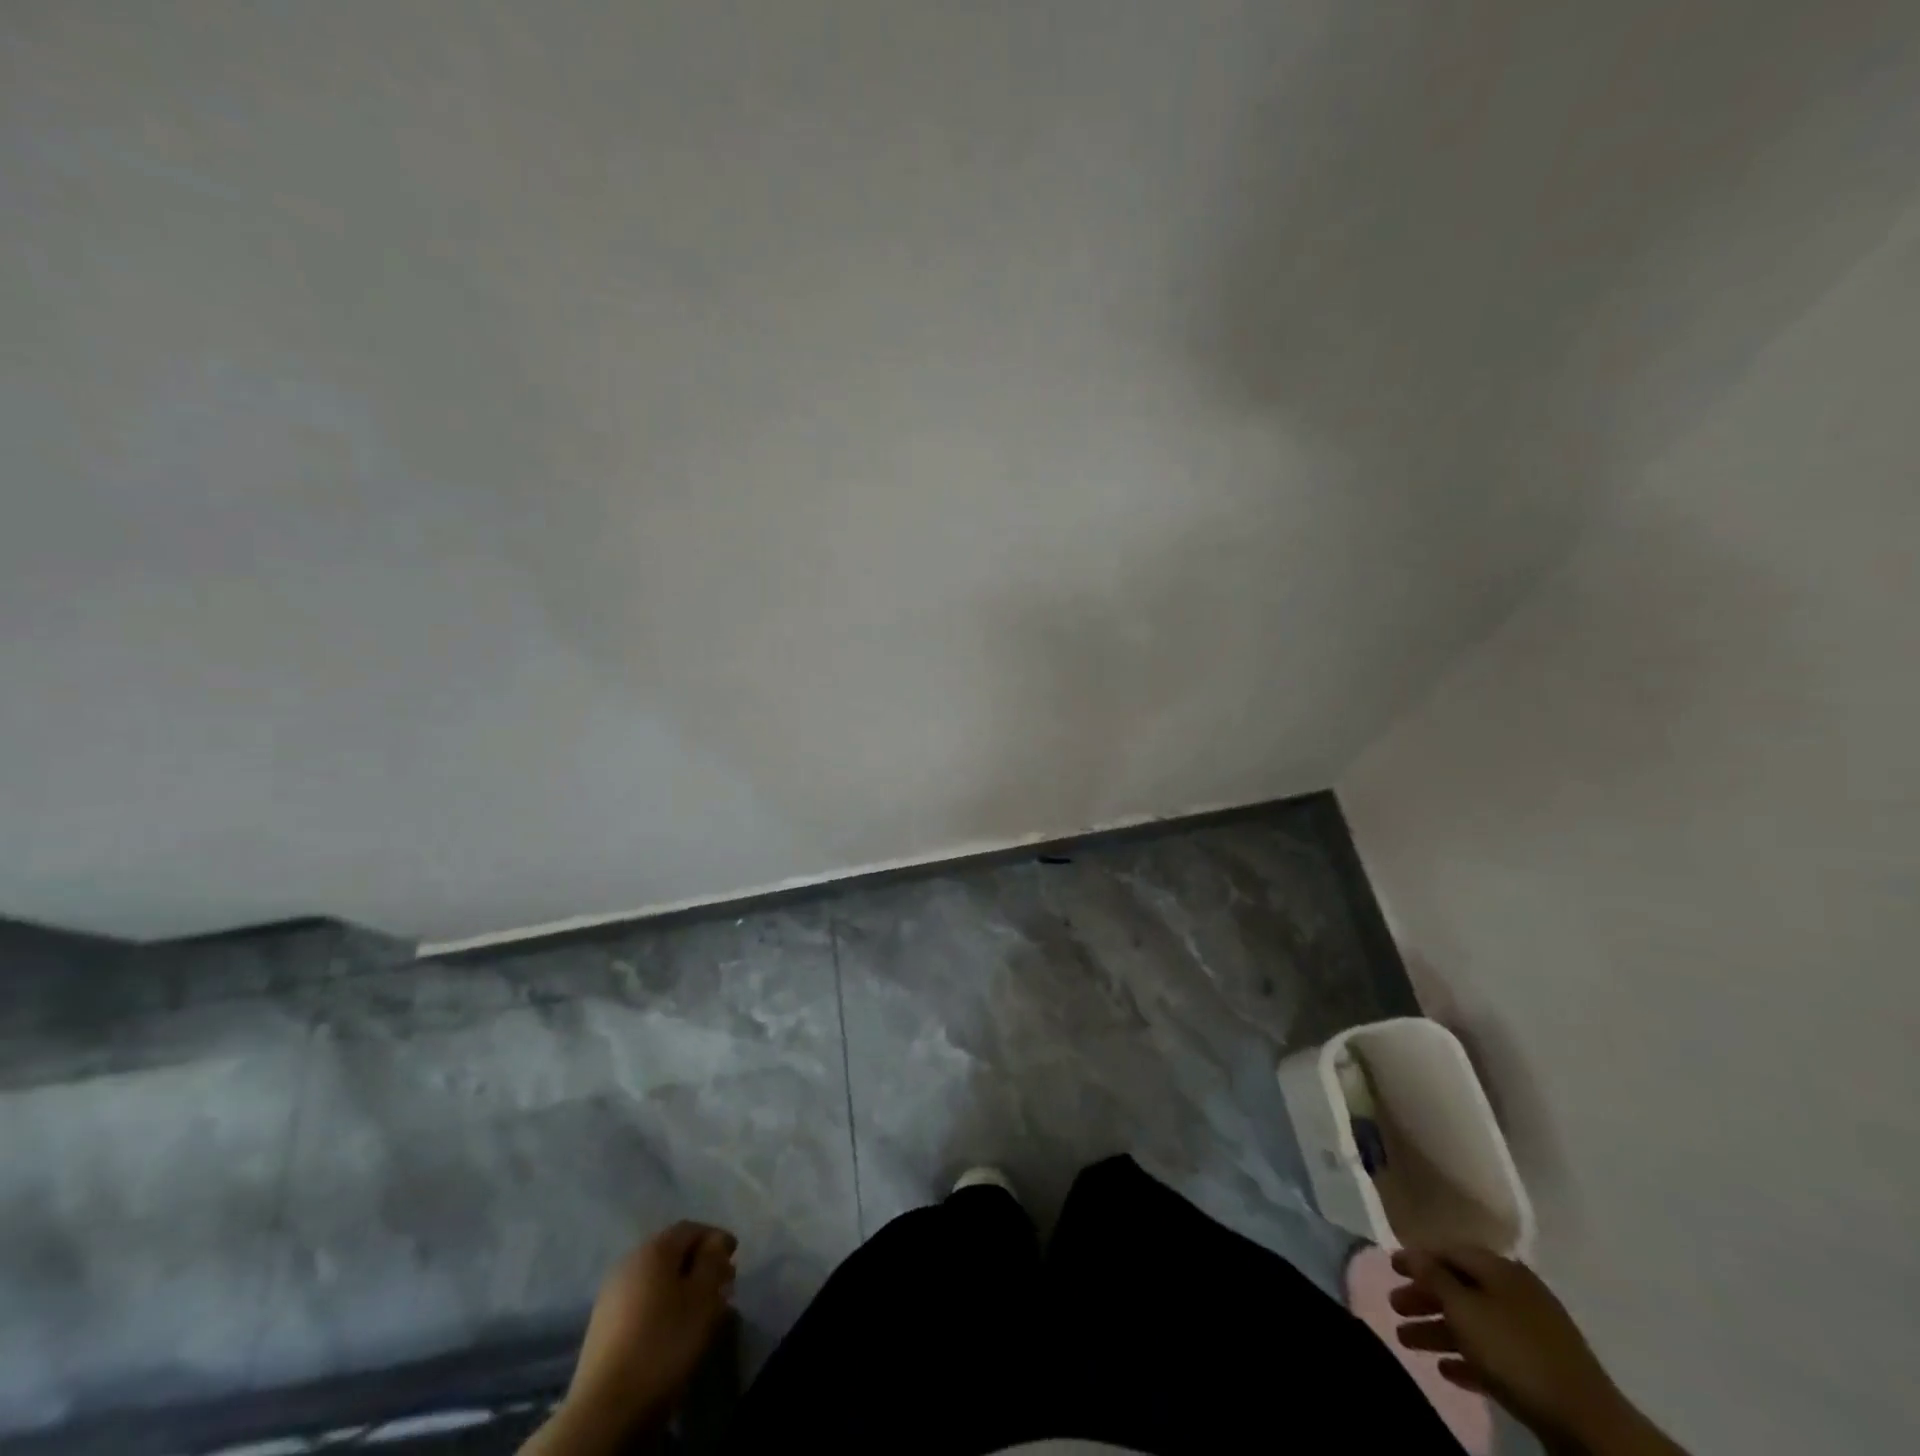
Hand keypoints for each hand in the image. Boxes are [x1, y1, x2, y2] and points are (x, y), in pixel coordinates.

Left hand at [563, 1221, 739, 1437]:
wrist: (605, 1409)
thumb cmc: (664, 1342)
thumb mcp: (703, 1298)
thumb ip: (713, 1262)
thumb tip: (714, 1243)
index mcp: (653, 1249)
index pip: (691, 1229)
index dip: (716, 1238)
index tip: (734, 1257)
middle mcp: (628, 1262)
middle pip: (671, 1252)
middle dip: (699, 1263)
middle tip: (722, 1283)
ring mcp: (611, 1295)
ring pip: (656, 1278)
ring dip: (681, 1286)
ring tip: (701, 1308)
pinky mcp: (602, 1326)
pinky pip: (641, 1301)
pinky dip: (662, 1304)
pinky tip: (673, 1326)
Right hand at [1391, 1247, 1643, 1452]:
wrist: (1587, 1421)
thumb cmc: (1515, 1351)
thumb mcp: (1464, 1308)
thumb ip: (1434, 1276)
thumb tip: (1413, 1252)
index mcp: (1500, 1269)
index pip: (1449, 1251)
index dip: (1417, 1257)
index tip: (1390, 1267)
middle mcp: (1515, 1292)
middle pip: (1459, 1287)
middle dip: (1424, 1297)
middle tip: (1395, 1306)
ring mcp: (1531, 1331)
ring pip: (1473, 1322)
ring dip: (1438, 1330)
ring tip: (1407, 1341)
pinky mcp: (1540, 1368)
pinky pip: (1493, 1354)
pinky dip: (1467, 1357)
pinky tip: (1447, 1370)